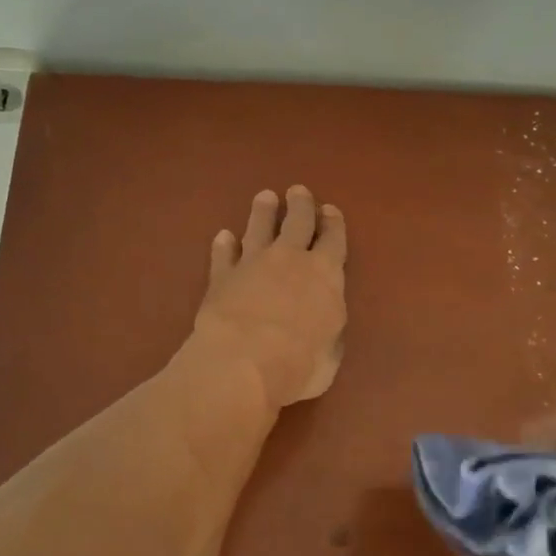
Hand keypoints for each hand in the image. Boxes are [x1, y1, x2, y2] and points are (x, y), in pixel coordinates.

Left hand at [189, 186, 347, 409]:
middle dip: (299, 205)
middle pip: (297, 222)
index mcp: (325, 275)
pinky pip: (223, 255)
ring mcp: (252, 264)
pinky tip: (223, 237)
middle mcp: (290, 260)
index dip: (333, 224)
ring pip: (258, 228)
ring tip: (264, 197)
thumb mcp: (330, 354)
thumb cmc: (299, 364)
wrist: (242, 362)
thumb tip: (323, 323)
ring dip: (262, 212)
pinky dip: (224, 245)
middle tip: (297, 191)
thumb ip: (328, 330)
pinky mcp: (221, 277)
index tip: (330, 210)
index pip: (333, 240)